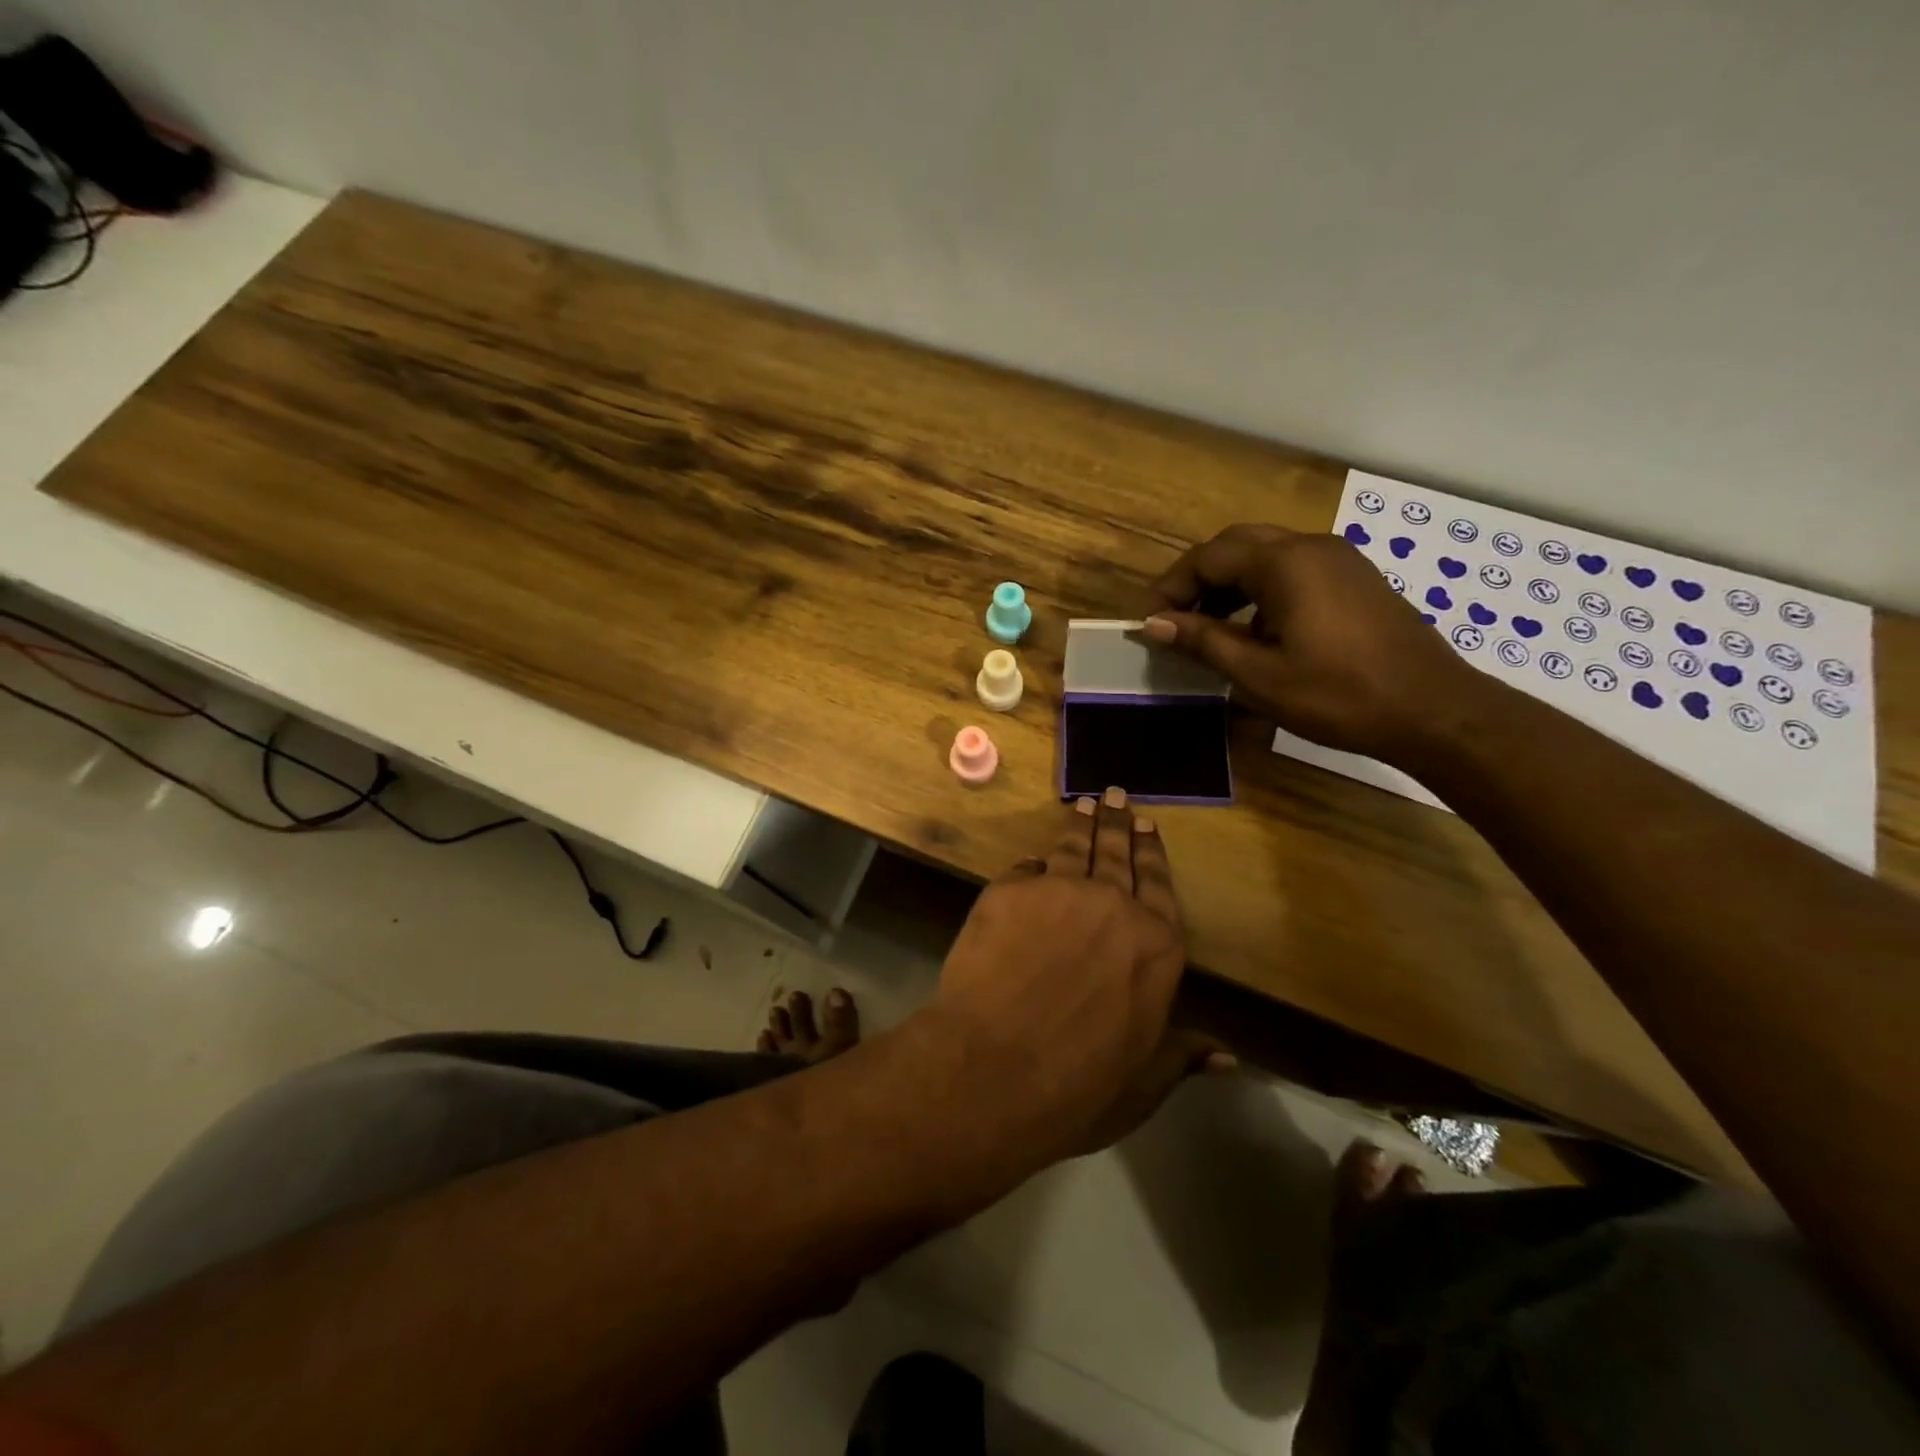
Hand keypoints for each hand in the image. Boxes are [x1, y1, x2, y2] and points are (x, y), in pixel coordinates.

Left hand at [927, 791, 1229, 1163]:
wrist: (992, 1070)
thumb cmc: (1077, 1088)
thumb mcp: (1141, 1084)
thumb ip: (1181, 1055)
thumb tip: (1228, 1056)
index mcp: (1156, 948)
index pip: (1160, 887)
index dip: (1154, 856)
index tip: (1150, 828)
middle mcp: (1114, 907)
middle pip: (1118, 854)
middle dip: (1118, 823)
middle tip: (1116, 795)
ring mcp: (1058, 892)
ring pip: (1073, 849)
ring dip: (1080, 825)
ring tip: (1083, 805)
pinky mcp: (1008, 891)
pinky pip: (1026, 869)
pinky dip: (1032, 866)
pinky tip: (1034, 861)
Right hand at [1145, 523, 1489, 761]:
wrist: (1432, 710)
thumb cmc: (1337, 695)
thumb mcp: (1258, 674)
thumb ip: (1203, 641)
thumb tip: (1154, 624)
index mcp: (1285, 563)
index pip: (1208, 557)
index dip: (1171, 587)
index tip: (1150, 622)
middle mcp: (1311, 547)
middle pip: (1237, 546)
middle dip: (1199, 578)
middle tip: (1176, 619)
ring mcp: (1340, 560)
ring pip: (1267, 555)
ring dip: (1231, 584)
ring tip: (1209, 627)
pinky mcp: (1356, 580)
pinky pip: (1295, 570)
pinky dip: (1262, 590)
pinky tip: (1257, 631)